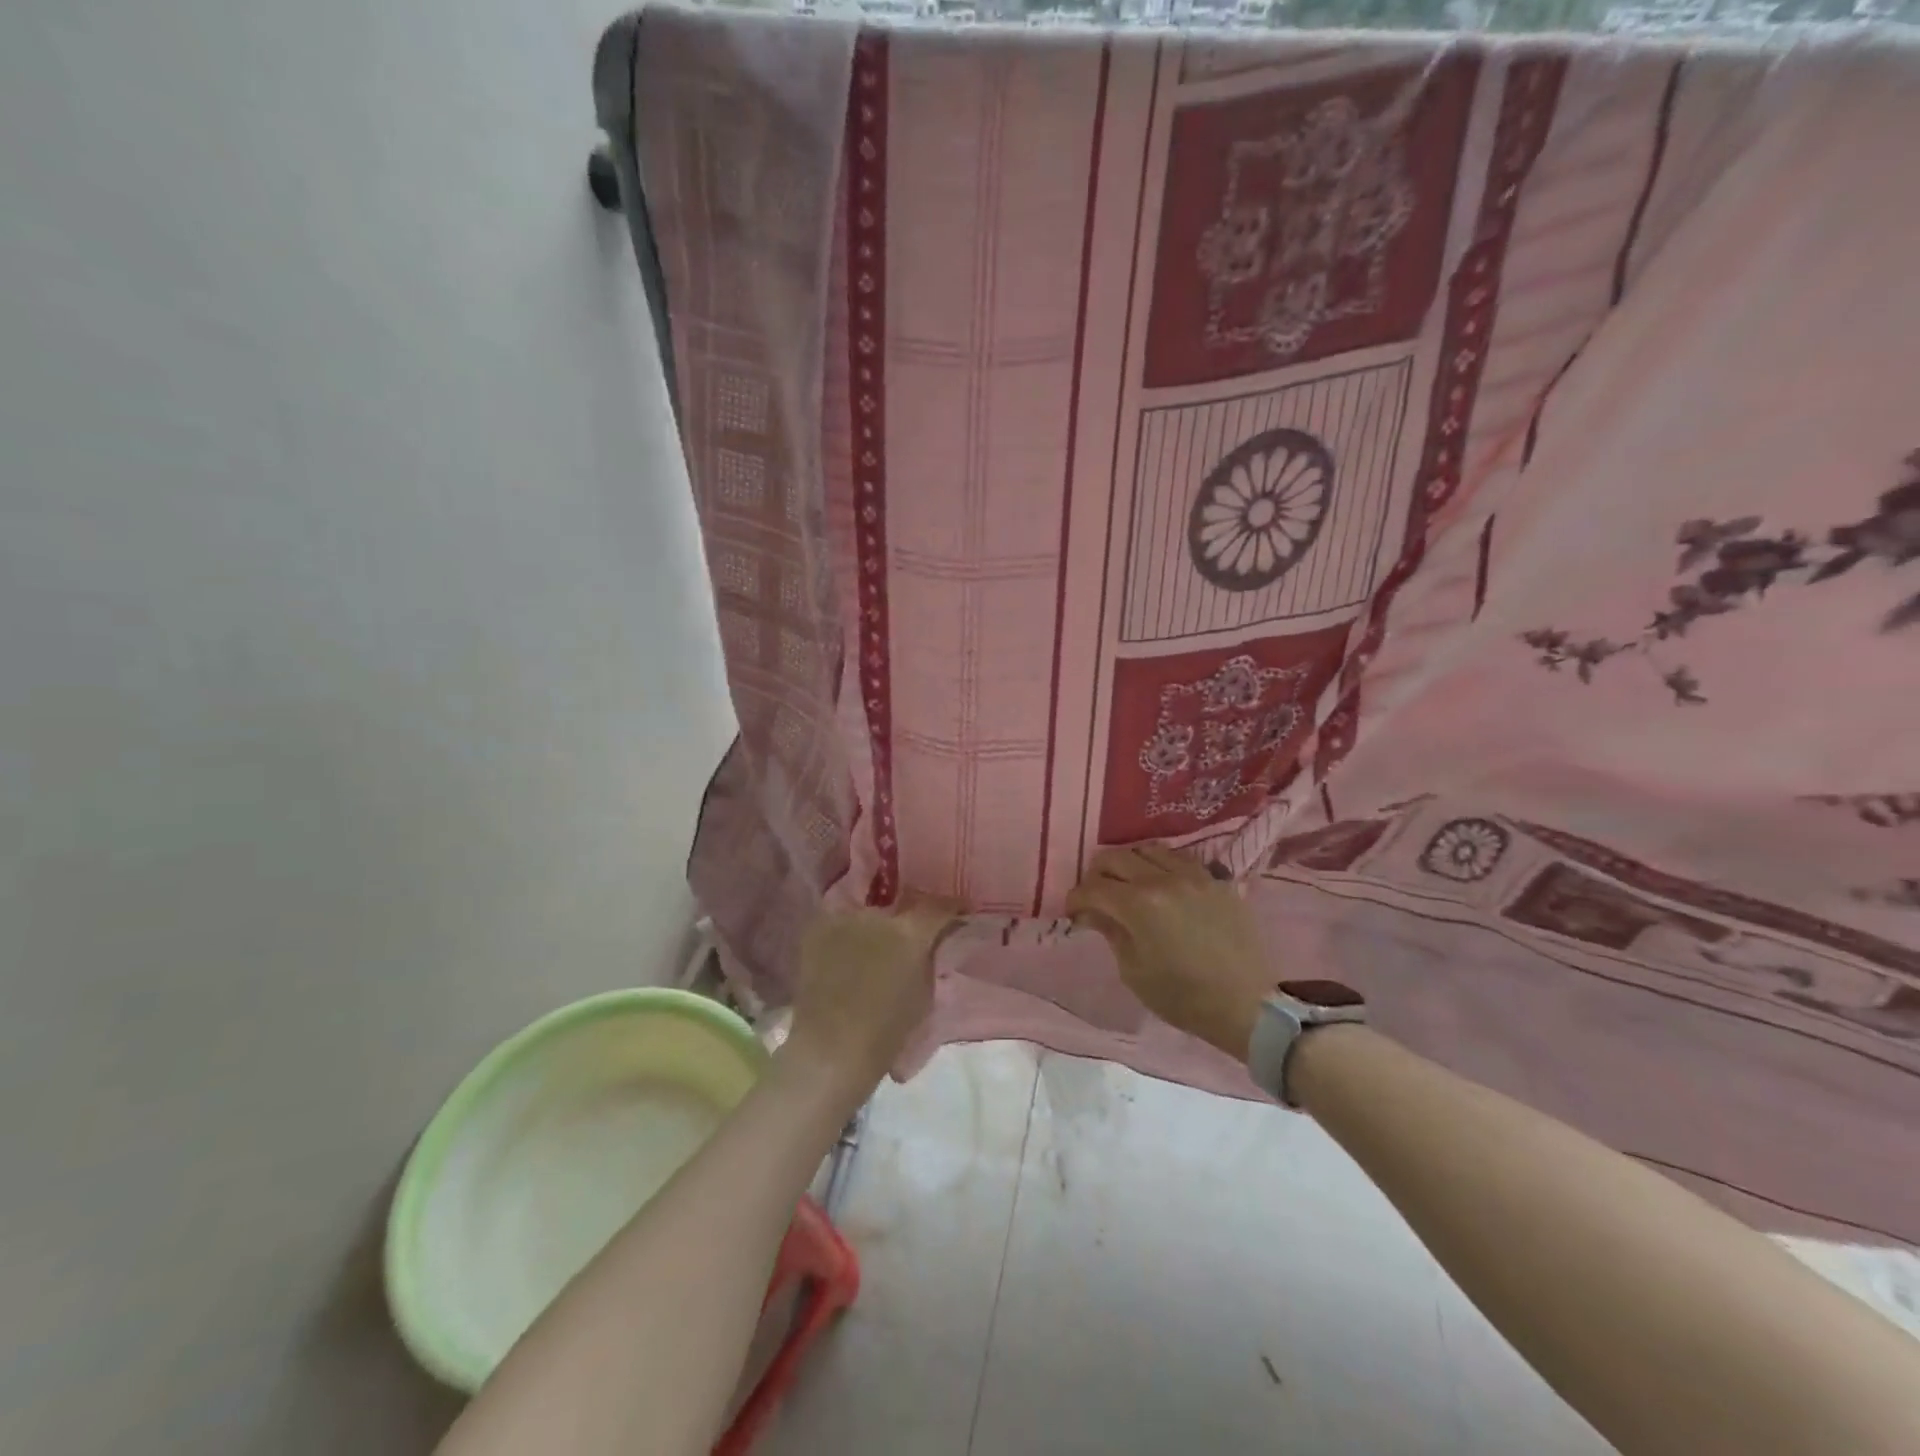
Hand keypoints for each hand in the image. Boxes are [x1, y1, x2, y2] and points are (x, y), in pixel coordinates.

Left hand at [783, 901, 958, 1097]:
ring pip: (868, 916)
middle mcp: (877, 916)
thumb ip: (929, 959)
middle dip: (906, 923)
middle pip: (899, 910)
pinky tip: (846, 955)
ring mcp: (844, 919)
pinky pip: (840, 924)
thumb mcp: (924, 995)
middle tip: (907, 943)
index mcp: (910, 933)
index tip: (958, 914)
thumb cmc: (885, 1033)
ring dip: (874, 930)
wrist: (828, 1051)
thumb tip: (931, 943)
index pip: (939, 906)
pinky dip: (847, 936)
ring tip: (872, 952)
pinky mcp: (817, 929)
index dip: (951, 908)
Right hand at [1065, 845, 1273, 1059]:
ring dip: (1129, 863)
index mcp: (1138, 904)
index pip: (1093, 887)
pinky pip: (1179, 858)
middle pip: (1115, 857)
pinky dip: (1161, 865)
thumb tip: (1091, 912)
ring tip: (1128, 884)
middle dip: (1097, 874)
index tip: (1073, 912)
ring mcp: (1193, 875)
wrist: (1246, 1005)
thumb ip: (1110, 932)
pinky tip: (1161, 884)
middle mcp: (1163, 879)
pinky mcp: (1215, 879)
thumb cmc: (1183, 997)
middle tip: (1096, 896)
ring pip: (1147, 849)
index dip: (1076, 898)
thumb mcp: (1134, 971)